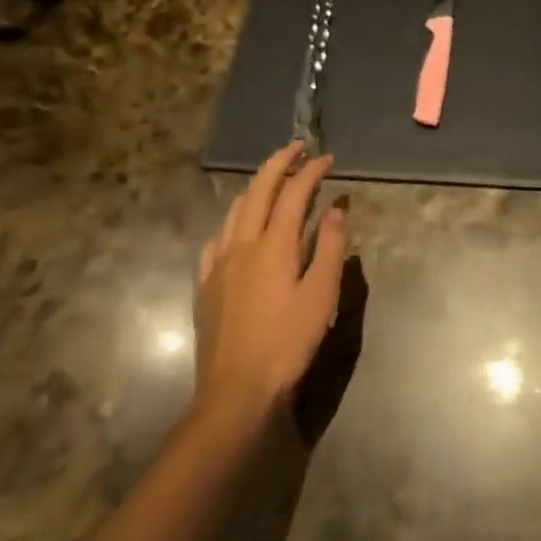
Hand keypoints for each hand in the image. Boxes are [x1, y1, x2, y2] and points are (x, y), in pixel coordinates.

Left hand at [194, 141, 346, 415]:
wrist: (234, 392)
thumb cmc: (286, 343)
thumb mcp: (321, 296)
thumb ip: (330, 248)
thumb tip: (335, 209)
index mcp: (274, 244)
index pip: (294, 192)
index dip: (311, 170)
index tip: (327, 158)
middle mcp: (243, 244)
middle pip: (259, 190)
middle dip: (279, 163)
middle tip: (297, 148)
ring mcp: (219, 264)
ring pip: (235, 211)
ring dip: (256, 187)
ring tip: (272, 180)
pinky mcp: (206, 286)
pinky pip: (216, 240)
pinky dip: (232, 222)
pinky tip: (237, 231)